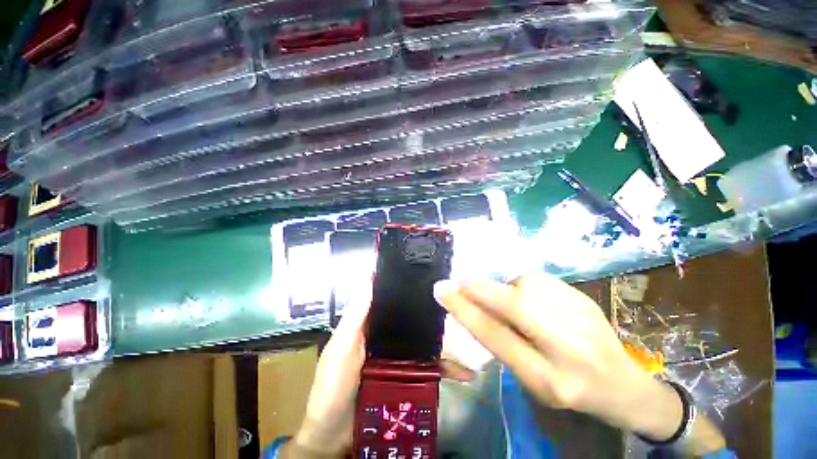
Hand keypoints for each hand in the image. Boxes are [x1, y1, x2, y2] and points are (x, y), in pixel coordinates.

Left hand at [286, 294, 475, 457]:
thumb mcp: (341, 347)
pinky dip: (446, 369)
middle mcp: (389, 337)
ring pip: (426, 344)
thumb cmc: (333, 386)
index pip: (394, 302)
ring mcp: (401, 359)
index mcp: (373, 325)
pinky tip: (465, 372)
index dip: (410, 291)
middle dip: (436, 318)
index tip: (431, 280)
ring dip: (448, 344)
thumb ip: (355, 316)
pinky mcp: (408, 379)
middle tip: (462, 310)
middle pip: (415, 322)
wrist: (334, 437)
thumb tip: (370, 278)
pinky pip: (429, 369)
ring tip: (472, 342)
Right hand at [433, 273, 682, 438]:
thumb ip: (501, 341)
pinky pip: (540, 280)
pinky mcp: (585, 299)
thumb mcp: (529, 378)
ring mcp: (581, 319)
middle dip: (480, 289)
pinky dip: (524, 284)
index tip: (443, 290)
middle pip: (515, 306)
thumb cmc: (566, 388)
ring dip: (506, 287)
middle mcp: (567, 348)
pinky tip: (532, 296)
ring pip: (527, 285)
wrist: (622, 385)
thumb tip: (471, 303)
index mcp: (547, 378)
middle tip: (458, 281)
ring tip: (510, 299)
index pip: (495, 336)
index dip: (464, 310)